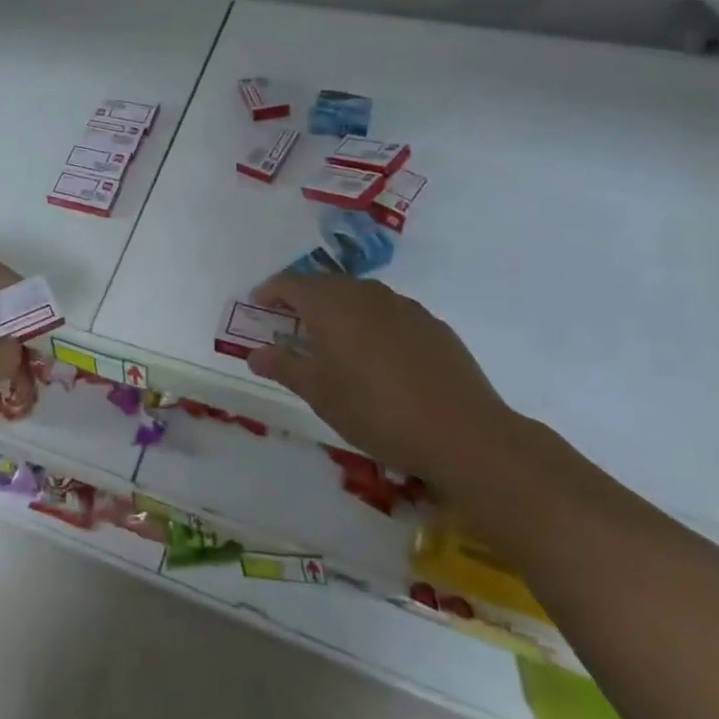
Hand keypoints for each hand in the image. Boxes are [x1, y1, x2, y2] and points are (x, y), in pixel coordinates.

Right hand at [247, 274, 517, 484]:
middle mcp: (366, 294)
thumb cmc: (376, 411)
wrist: (463, 434)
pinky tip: (377, 356)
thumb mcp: (319, 394)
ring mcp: (404, 306)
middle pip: (325, 285)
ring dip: (339, 310)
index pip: (290, 284)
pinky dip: (371, 324)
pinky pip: (389, 313)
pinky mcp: (432, 325)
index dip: (270, 292)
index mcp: (332, 305)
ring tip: (333, 341)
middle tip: (291, 325)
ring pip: (360, 296)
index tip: (258, 305)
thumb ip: (284, 366)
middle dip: (304, 300)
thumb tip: (255, 352)